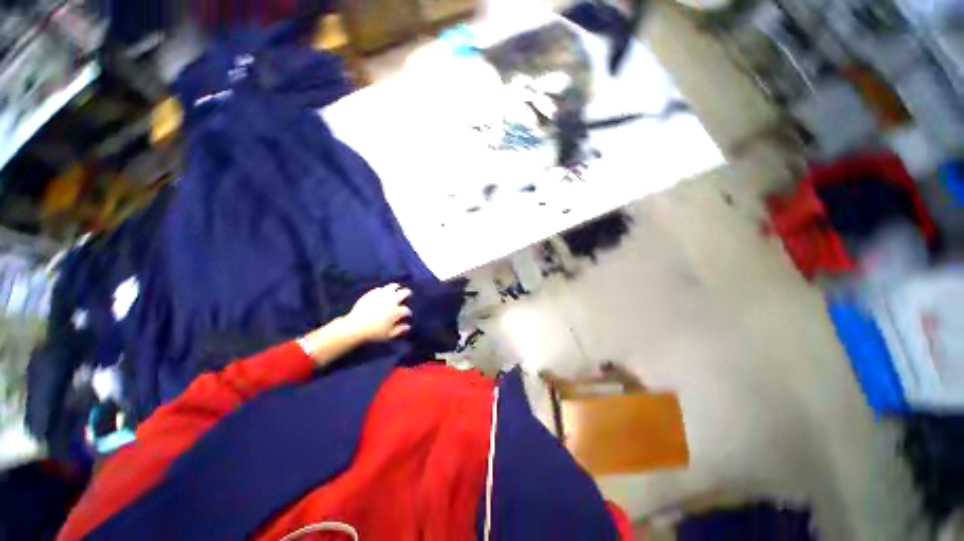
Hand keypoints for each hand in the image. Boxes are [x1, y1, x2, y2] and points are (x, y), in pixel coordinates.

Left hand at [344, 284, 412, 342]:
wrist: (355, 327)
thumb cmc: (373, 333)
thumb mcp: (389, 335)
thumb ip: (399, 330)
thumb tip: (408, 326)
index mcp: (396, 311)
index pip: (406, 310)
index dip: (408, 313)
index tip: (407, 315)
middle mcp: (391, 301)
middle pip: (403, 293)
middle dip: (407, 293)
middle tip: (408, 293)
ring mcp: (381, 296)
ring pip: (392, 287)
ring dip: (396, 287)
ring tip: (397, 287)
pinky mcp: (372, 294)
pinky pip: (380, 289)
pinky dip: (383, 290)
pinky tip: (383, 291)